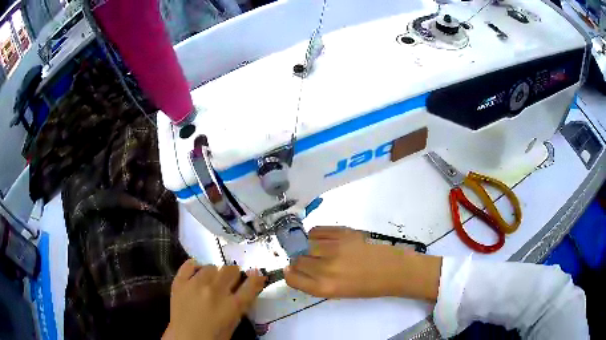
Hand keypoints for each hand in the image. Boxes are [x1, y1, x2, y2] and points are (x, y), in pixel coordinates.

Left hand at [163, 259, 265, 339]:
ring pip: (211, 266)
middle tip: (230, 281)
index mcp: (232, 306)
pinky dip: (194, 266)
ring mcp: (195, 285)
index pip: (251, 284)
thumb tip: (247, 287)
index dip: (256, 278)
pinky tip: (197, 271)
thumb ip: (240, 304)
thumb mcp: (233, 322)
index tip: (257, 275)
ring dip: (215, 272)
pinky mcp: (180, 282)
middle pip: (231, 270)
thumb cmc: (213, 336)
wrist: (186, 338)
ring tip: (212, 280)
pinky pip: (188, 265)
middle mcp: (215, 291)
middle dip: (234, 275)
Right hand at [284, 227, 440, 300]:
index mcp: (324, 288)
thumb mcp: (337, 293)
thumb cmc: (366, 287)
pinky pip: (317, 230)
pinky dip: (315, 234)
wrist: (392, 270)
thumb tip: (296, 269)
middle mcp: (325, 268)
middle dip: (300, 261)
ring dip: (308, 247)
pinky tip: (323, 239)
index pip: (291, 278)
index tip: (293, 271)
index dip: (290, 274)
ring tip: (319, 250)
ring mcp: (334, 248)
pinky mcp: (343, 233)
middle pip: (297, 260)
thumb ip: (315, 283)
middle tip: (311, 261)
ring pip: (306, 244)